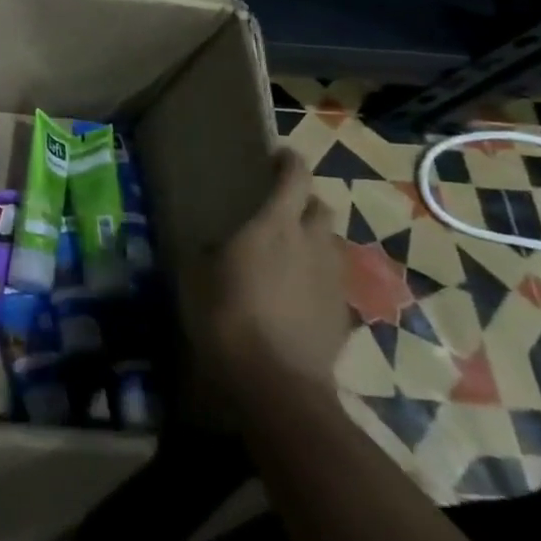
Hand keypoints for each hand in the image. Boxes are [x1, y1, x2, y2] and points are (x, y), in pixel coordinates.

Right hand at [182, 149, 346, 400]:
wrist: (277, 384)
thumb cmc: (227, 317)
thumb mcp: (198, 276)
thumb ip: (210, 252)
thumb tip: (212, 245)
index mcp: (274, 224)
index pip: (295, 177)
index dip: (289, 162)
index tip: (278, 156)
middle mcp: (311, 242)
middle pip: (320, 207)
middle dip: (304, 202)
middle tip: (280, 210)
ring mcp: (332, 278)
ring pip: (329, 243)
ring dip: (312, 239)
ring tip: (287, 253)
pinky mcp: (342, 313)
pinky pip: (330, 279)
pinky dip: (316, 276)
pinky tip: (295, 294)